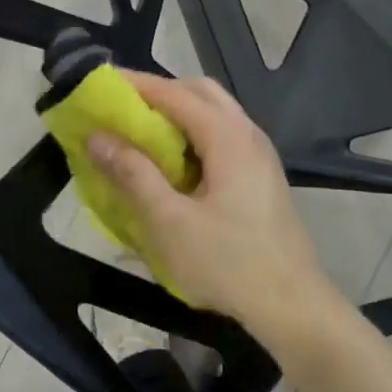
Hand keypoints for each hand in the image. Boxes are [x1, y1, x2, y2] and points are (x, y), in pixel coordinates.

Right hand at [87, 73, 339, 343]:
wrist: (294, 307)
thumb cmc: (229, 263)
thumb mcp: (170, 222)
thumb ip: (133, 174)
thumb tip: (97, 137)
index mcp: (228, 137)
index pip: (174, 93)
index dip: (135, 85)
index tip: (100, 84)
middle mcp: (247, 134)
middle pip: (199, 92)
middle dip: (159, 92)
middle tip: (122, 107)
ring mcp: (259, 155)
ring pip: (214, 113)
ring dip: (177, 112)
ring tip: (141, 131)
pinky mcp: (261, 176)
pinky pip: (222, 135)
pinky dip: (193, 133)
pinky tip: (174, 162)